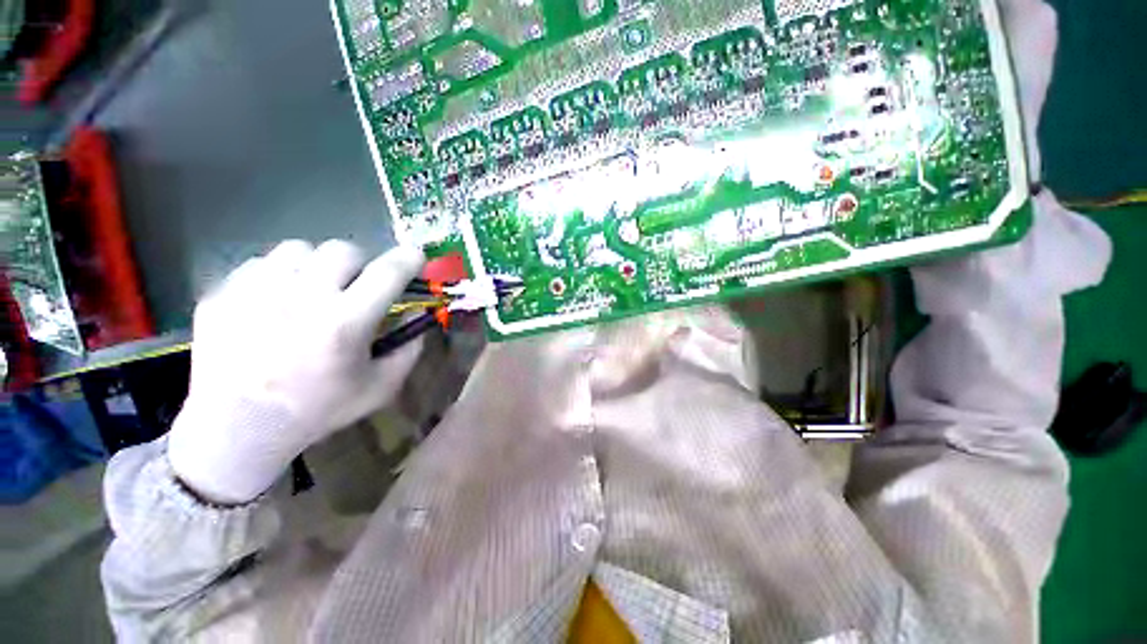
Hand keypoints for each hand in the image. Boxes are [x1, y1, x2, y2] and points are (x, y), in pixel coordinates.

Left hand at [168, 240, 424, 503]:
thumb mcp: (380, 387)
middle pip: (342, 250)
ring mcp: (255, 292)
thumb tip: (418, 314)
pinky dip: (278, 277)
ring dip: (316, 265)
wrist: (236, 430)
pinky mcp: (222, 295)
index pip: (387, 274)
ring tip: (311, 290)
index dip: (407, 259)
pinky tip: (274, 303)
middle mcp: (301, 298)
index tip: (415, 255)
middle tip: (354, 285)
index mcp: (345, 323)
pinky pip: (260, 265)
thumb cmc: (318, 410)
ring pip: (298, 249)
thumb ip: (409, 349)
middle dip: (359, 264)